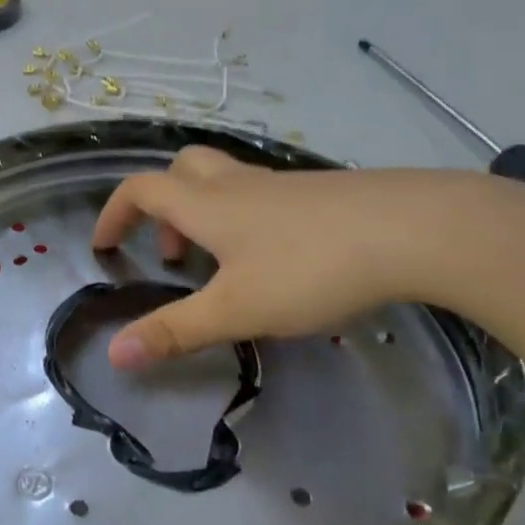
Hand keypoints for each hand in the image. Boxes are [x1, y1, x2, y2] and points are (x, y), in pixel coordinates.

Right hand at [91, 147, 477, 368]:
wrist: (420, 230)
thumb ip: (175, 331)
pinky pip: (266, 197)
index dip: (114, 213)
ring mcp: (285, 185)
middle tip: (171, 252)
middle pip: (183, 169)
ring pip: (226, 183)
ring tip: (223, 267)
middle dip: (162, 204)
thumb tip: (114, 356)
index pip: (141, 190)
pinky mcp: (325, 194)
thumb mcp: (236, 310)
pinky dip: (248, 221)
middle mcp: (240, 184)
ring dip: (206, 215)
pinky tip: (279, 264)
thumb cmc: (312, 267)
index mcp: (207, 205)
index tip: (104, 245)